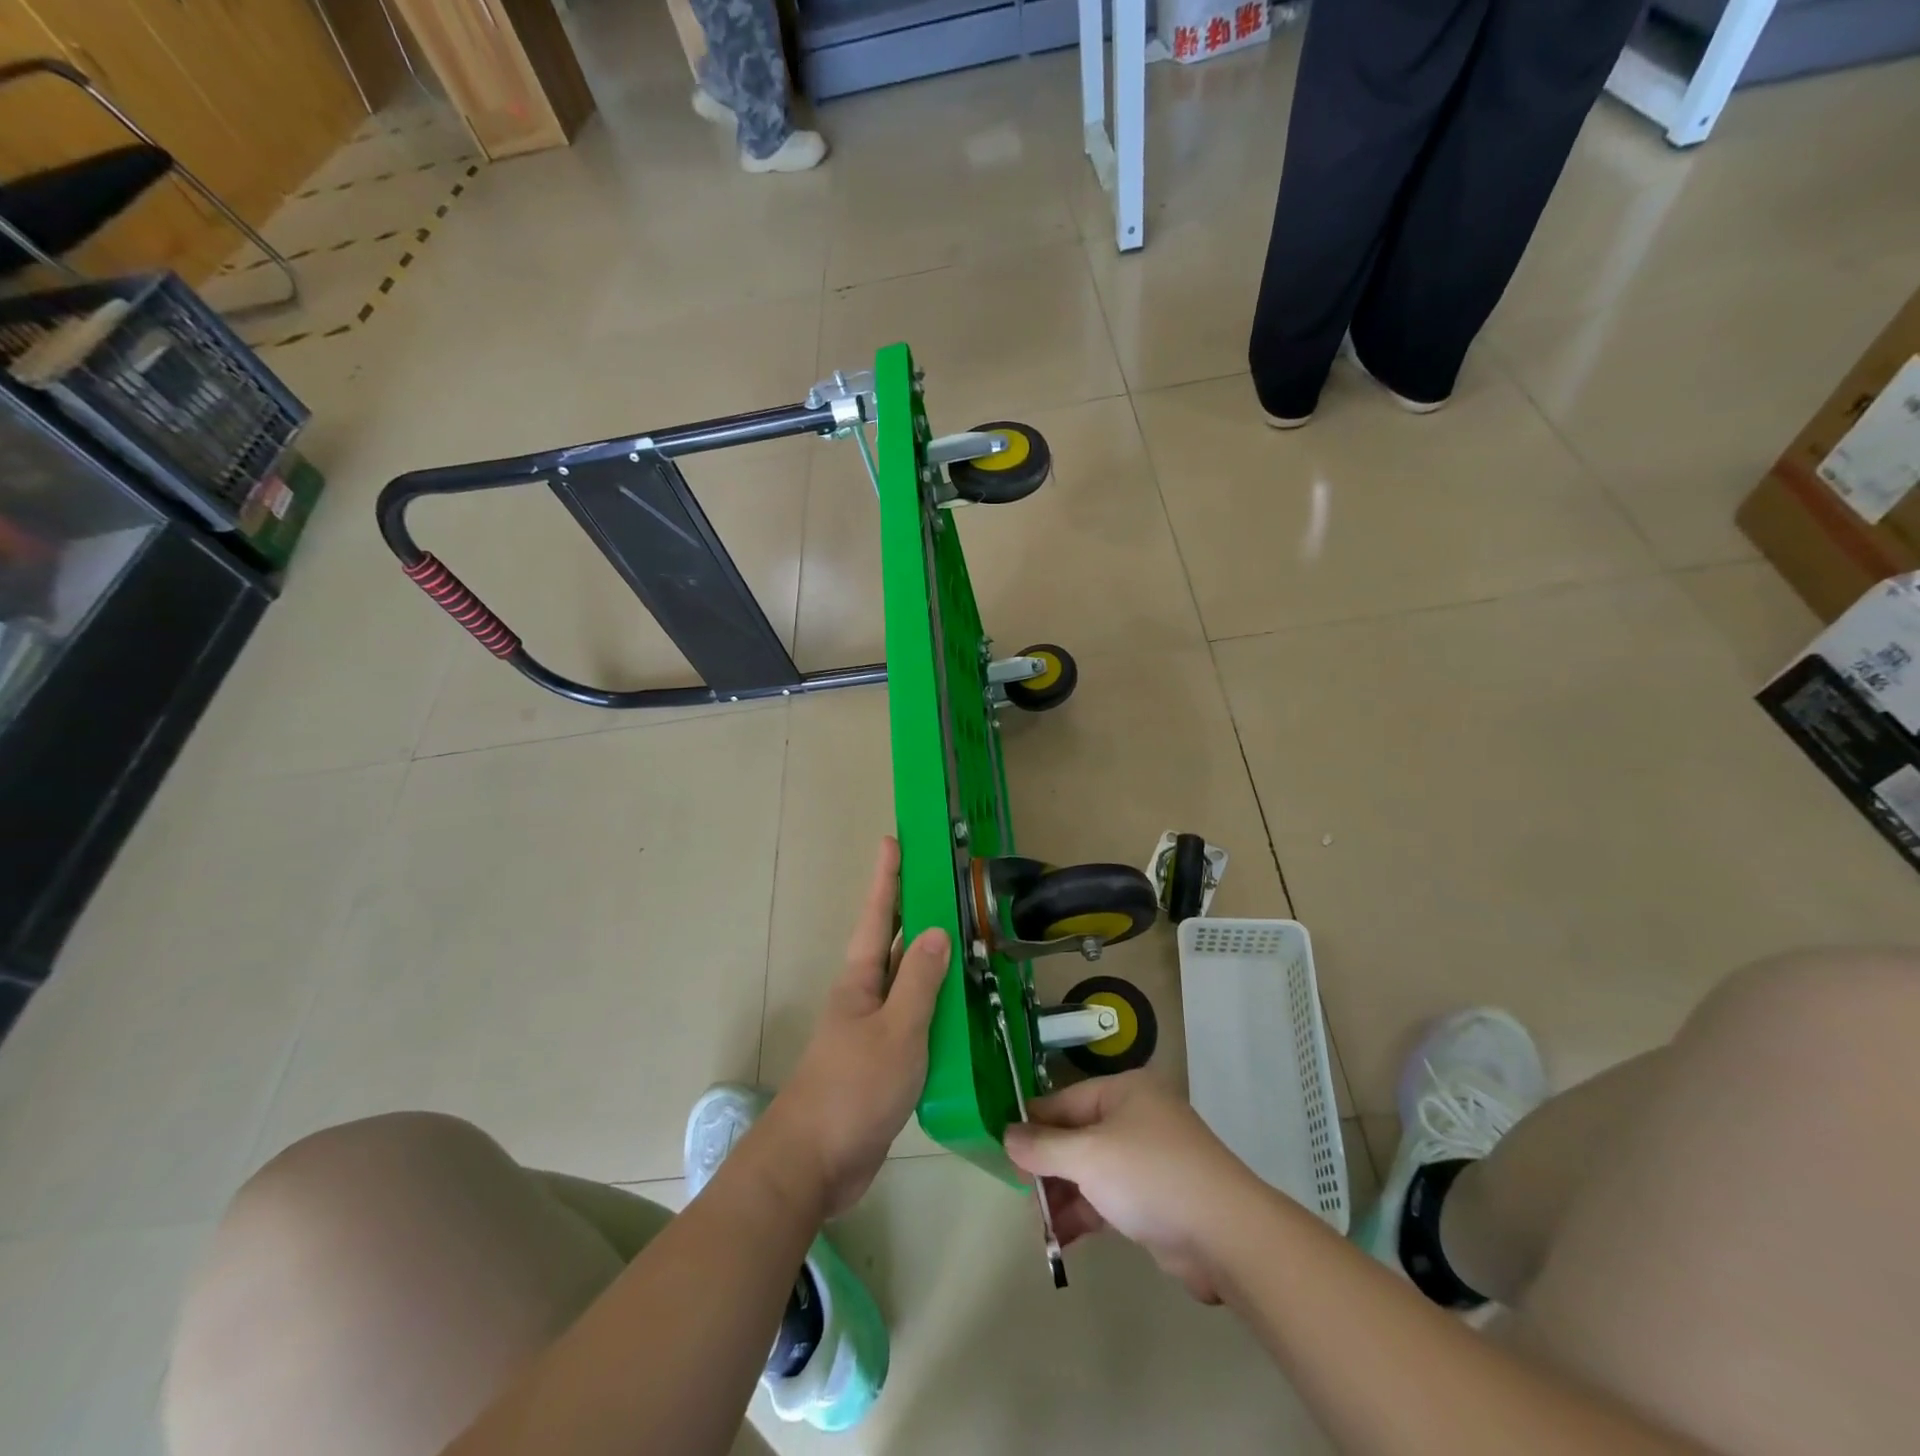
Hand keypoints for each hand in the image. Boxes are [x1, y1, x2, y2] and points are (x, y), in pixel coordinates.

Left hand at [764, 837, 949, 1217]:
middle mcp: (866, 996)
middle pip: (894, 943)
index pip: (877, 914)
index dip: (887, 876)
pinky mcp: (886, 1062)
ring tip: (970, 940)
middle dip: (916, 911)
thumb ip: (919, 981)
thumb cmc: (853, 1087)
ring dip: (934, 962)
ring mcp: (875, 1030)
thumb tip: (936, 930)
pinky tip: (965, 1011)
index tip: (894, 839)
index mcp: (861, 978)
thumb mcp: (896, 1030)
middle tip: (949, 884)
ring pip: (909, 984)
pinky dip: (940, 1009)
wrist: (815, 1163)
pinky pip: (918, 1022)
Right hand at [1003, 1072, 1257, 1302]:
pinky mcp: (1156, 1197)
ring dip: (1064, 1196)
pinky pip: (1108, 1197)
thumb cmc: (1151, 1176)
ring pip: (1091, 1170)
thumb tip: (1006, 1135)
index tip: (1002, 1152)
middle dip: (1048, 1167)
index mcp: (1123, 1091)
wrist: (1227, 1235)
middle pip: (1076, 1136)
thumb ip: (1043, 1147)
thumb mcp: (1088, 1156)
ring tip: (1041, 1226)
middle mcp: (1135, 1117)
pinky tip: (1062, 1240)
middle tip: (1023, 1197)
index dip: (1032, 1126)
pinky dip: (1086, 1214)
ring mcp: (1148, 1158)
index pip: (1063, 1101)